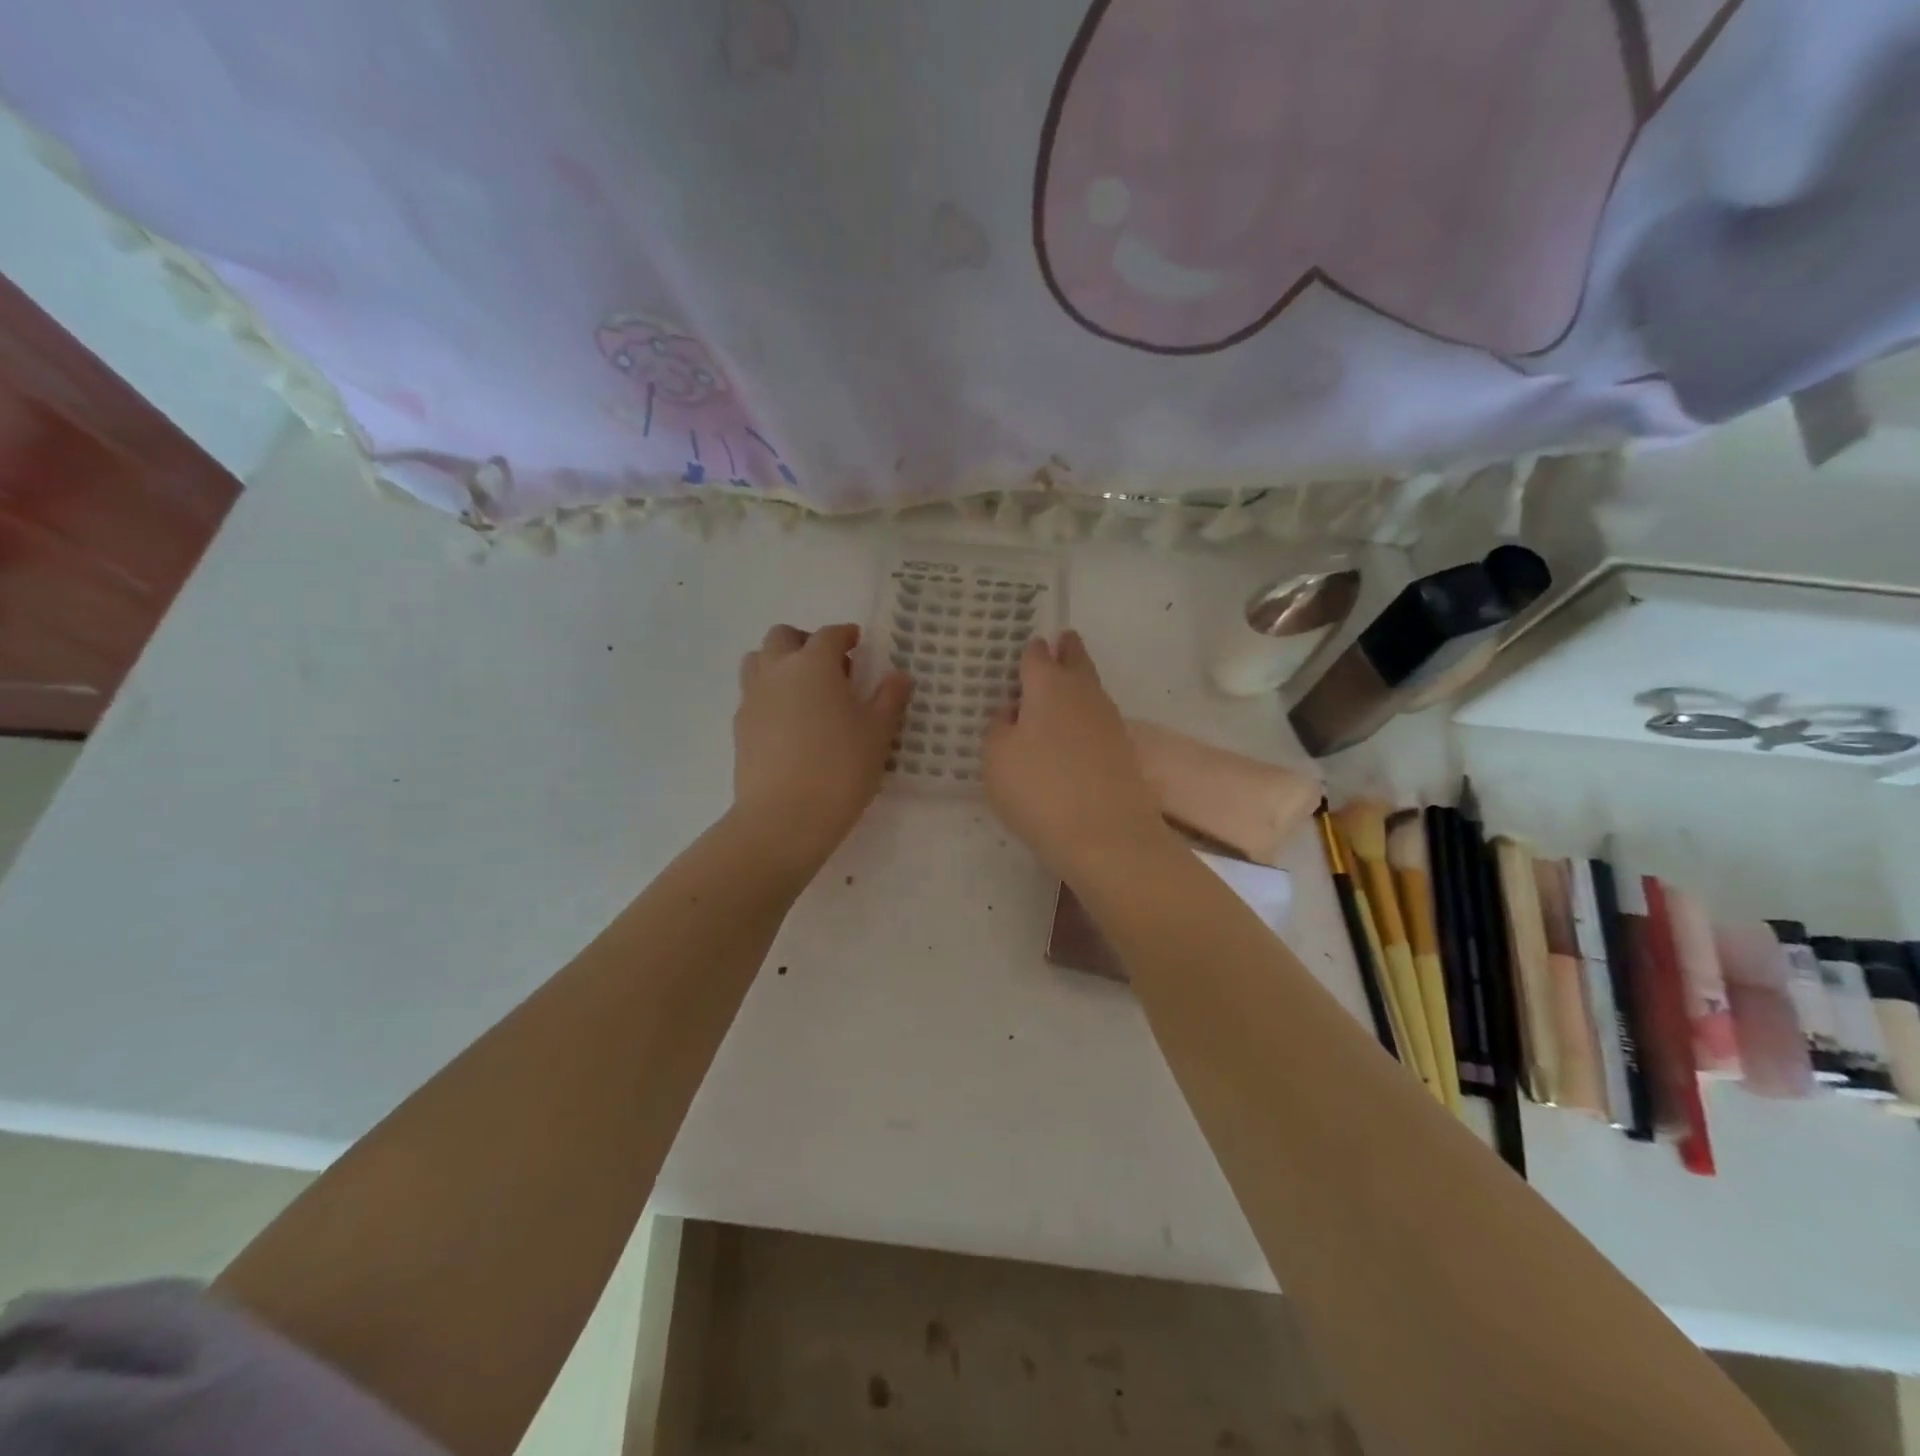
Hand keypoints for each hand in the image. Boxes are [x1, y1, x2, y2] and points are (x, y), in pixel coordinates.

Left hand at [732, 623, 911, 869]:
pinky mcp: (740, 727)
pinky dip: (770, 694)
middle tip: (829, 665)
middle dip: (805, 642)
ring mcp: (752, 698)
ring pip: (758, 660)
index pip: (829, 635)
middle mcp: (777, 671)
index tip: (856, 643)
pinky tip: (789, 723)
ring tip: (805, 690)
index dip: (845, 635)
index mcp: (814, 664)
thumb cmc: (840, 768)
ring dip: (780, 663)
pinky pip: (752, 695)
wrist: (784, 817)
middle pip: (783, 637)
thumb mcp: (878, 733)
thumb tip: (899, 676)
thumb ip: (890, 698)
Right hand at [983, 631, 1170, 881]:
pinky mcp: (1123, 751)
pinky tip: (1076, 731)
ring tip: (1064, 685)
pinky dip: (1086, 716)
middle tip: (1062, 641)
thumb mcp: (996, 759)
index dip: (1029, 651)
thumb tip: (1013, 712)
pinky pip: (1099, 720)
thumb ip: (998, 727)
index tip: (1027, 649)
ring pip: (1091, 689)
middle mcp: (1083, 694)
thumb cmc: (1039, 790)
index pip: (1037, 655)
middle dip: (1067, 650)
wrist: (1107, 836)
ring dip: (1079, 682)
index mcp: (1048, 686)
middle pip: (1076, 660)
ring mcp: (1109, 721)